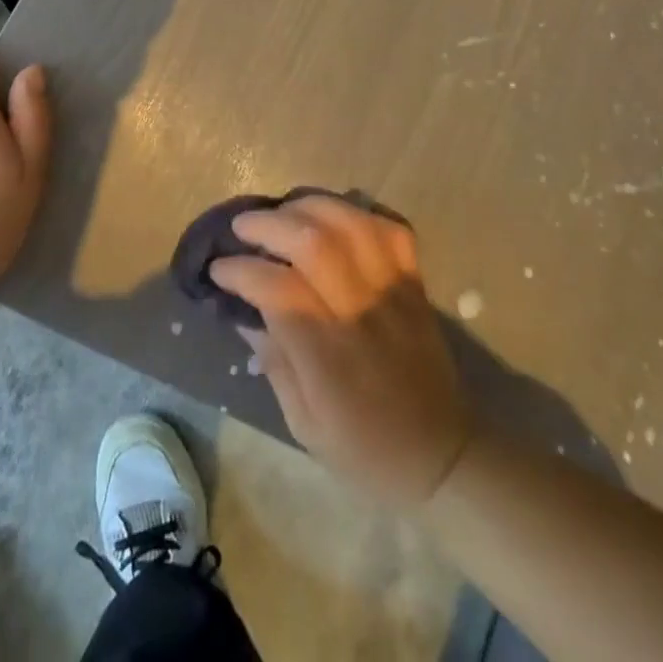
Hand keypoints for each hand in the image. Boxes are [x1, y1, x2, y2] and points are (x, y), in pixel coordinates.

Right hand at [211, 195, 471, 505]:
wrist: (443, 457)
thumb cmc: (366, 451)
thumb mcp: (305, 426)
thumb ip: (275, 363)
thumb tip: (245, 313)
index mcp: (328, 356)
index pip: (278, 289)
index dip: (241, 270)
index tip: (219, 268)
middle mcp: (360, 312)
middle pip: (314, 242)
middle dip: (269, 224)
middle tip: (243, 226)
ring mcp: (392, 291)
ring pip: (352, 224)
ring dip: (310, 206)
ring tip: (284, 212)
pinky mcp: (415, 282)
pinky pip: (390, 229)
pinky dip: (359, 214)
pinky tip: (334, 217)